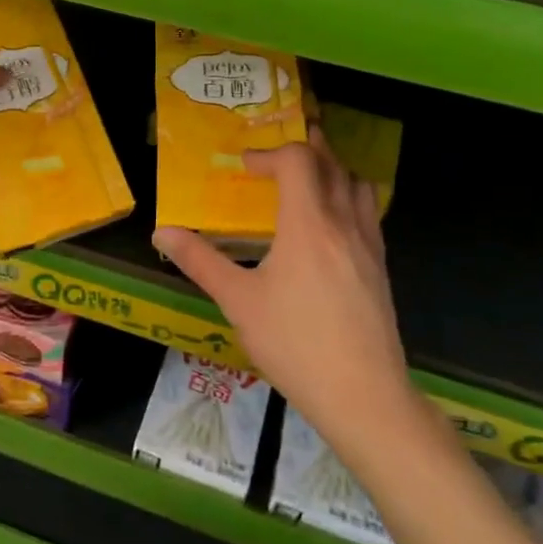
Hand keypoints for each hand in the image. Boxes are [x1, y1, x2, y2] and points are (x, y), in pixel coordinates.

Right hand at [153, 128, 413, 443]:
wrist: (363, 395)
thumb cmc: (294, 345)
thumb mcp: (238, 302)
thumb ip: (200, 261)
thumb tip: (161, 232)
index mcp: (308, 224)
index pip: (297, 160)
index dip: (268, 154)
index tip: (245, 168)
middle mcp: (343, 224)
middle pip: (332, 164)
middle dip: (306, 148)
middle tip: (279, 152)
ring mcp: (369, 245)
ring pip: (358, 185)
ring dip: (333, 170)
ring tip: (308, 178)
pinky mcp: (381, 267)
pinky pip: (370, 213)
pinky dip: (350, 197)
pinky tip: (332, 223)